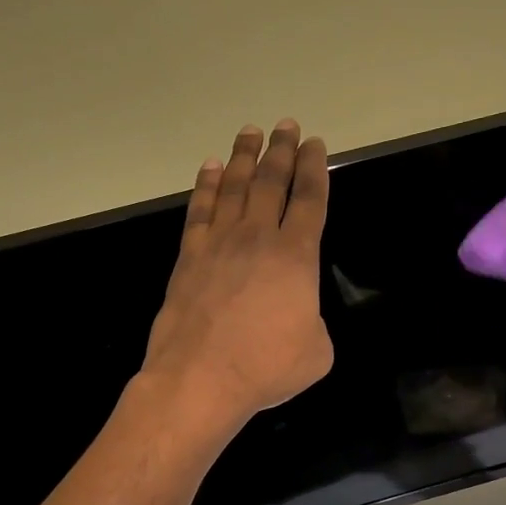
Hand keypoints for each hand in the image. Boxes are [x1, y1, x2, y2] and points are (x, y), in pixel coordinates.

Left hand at [139, 120, 333, 435]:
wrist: (200, 378)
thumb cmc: (265, 368)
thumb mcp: (316, 351)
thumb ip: (313, 321)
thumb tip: (298, 313)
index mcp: (297, 258)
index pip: (311, 201)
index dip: (315, 169)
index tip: (315, 145)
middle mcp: (258, 238)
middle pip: (272, 182)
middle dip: (282, 151)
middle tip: (287, 126)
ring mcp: (219, 244)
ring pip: (235, 188)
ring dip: (245, 157)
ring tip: (251, 132)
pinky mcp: (189, 257)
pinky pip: (199, 210)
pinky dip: (206, 186)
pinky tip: (210, 168)